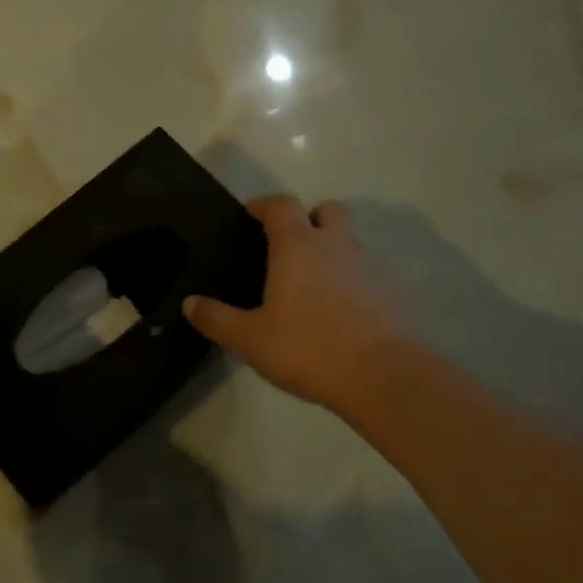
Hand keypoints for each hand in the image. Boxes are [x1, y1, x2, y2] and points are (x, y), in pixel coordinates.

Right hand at [184, 196, 420, 416]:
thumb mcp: (250, 340)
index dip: (263, 205)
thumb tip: (190, 303)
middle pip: (327, 210)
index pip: (281, 205)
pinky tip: (338, 313)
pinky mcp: (392, 292)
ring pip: (350, 241)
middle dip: (308, 218)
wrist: (386, 378)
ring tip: (310, 287)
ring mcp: (370, 267)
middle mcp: (337, 246)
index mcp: (299, 247)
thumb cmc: (310, 349)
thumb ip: (217, 319)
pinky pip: (367, 273)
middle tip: (288, 246)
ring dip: (331, 250)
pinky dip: (351, 280)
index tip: (249, 216)